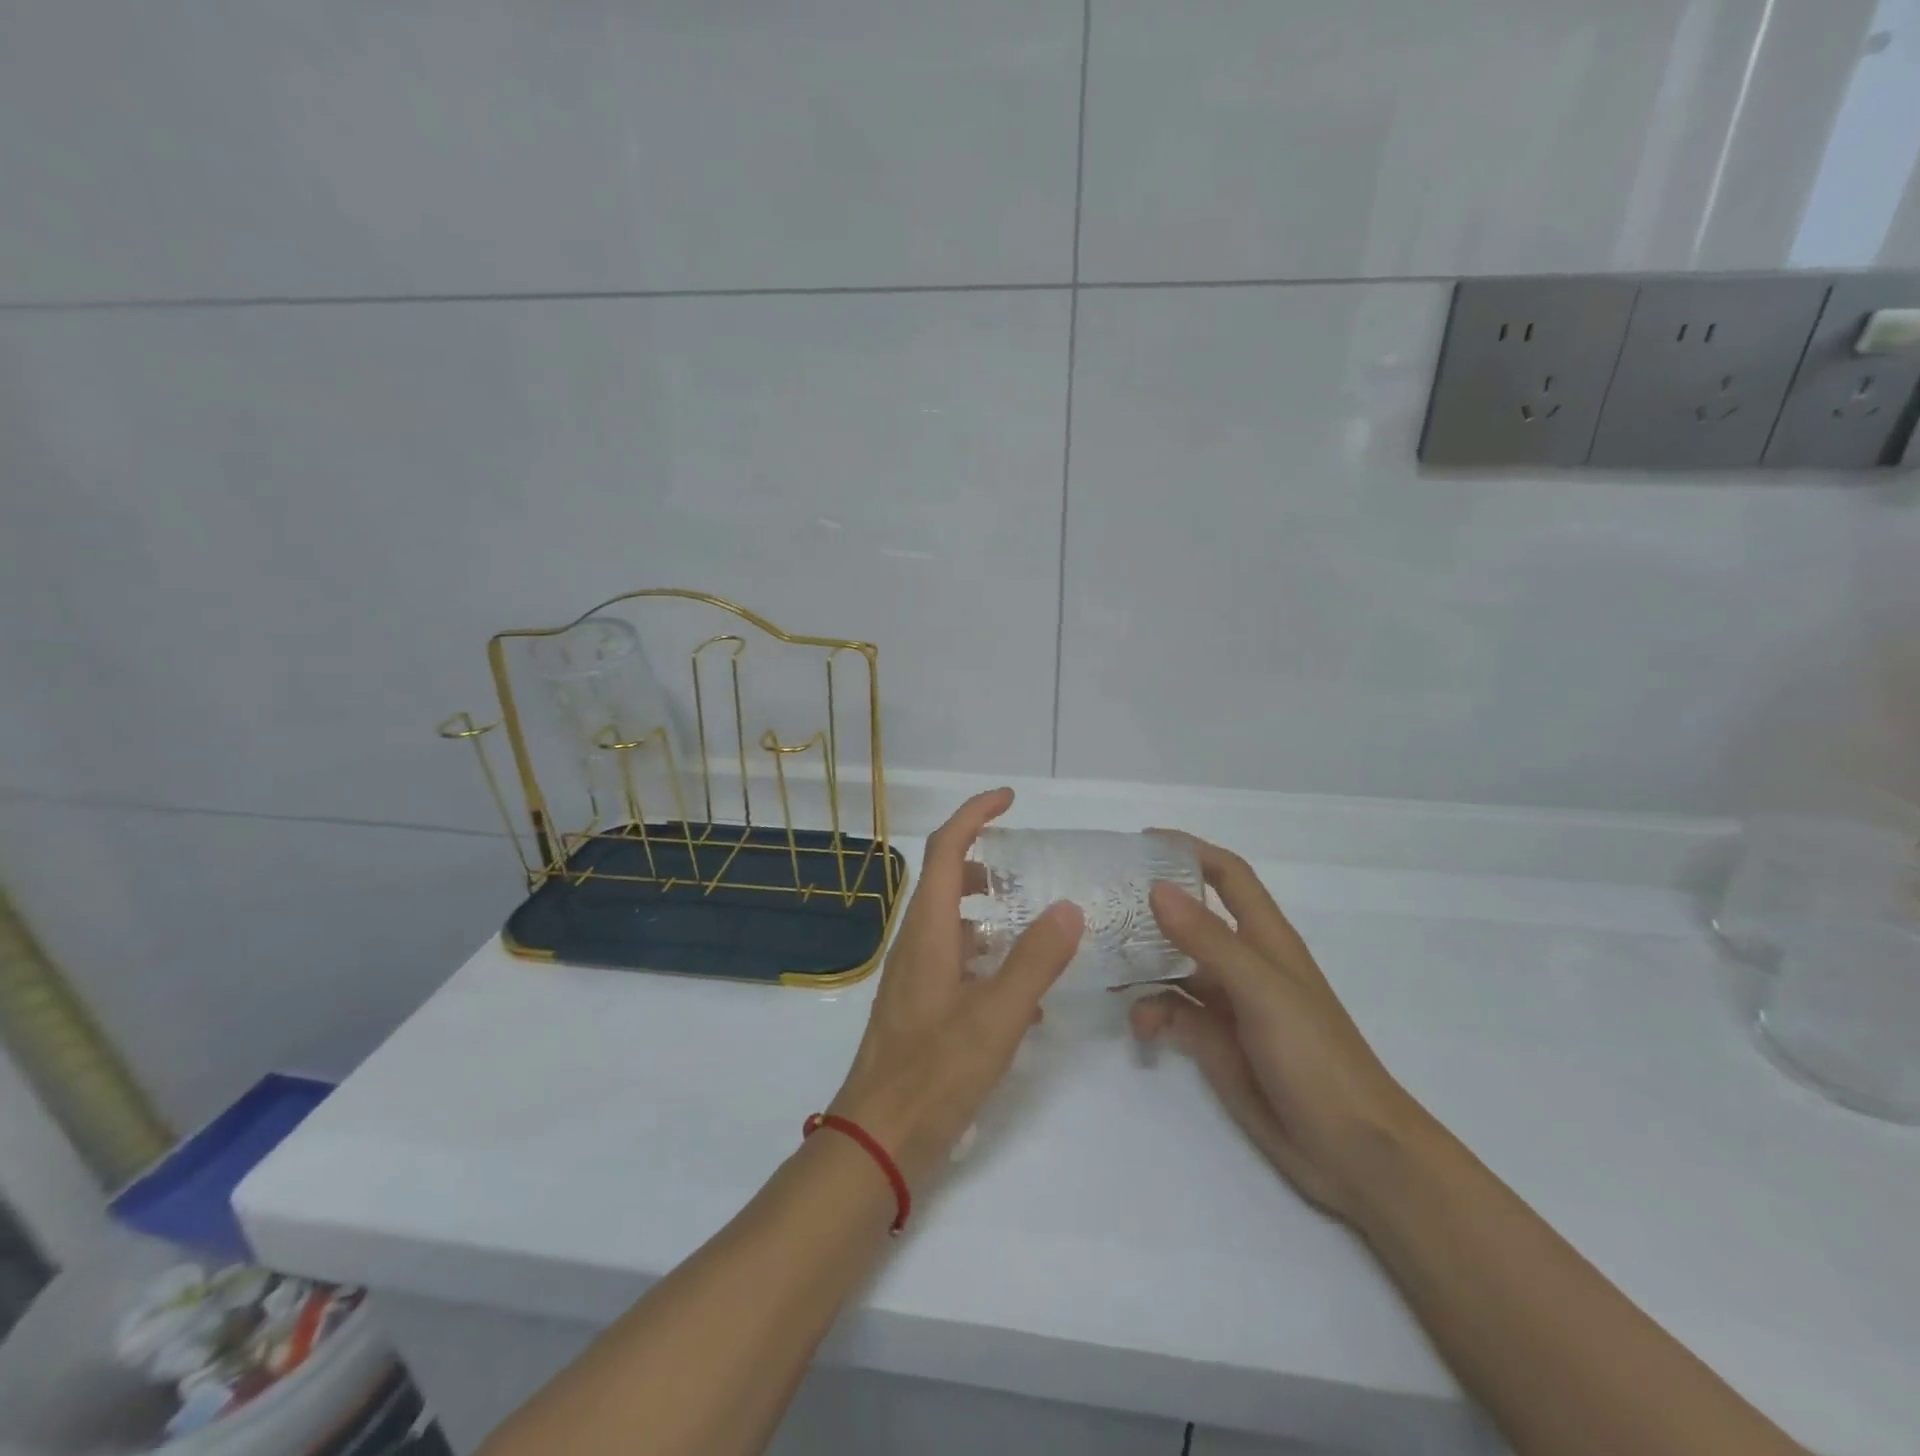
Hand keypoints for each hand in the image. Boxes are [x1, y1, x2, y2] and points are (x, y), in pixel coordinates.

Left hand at [830, 789, 1083, 1188]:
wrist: (878, 1141)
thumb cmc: (934, 1074)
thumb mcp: (997, 1016)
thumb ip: (1035, 960)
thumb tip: (1067, 906)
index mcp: (929, 930)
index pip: (947, 849)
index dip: (975, 815)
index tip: (1010, 799)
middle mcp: (916, 943)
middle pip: (949, 881)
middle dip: (989, 865)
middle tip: (1031, 870)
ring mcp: (915, 977)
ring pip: (955, 923)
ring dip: (992, 913)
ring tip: (1038, 928)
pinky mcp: (920, 1007)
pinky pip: (957, 962)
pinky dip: (989, 958)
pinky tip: (1025, 996)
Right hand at [1130, 835, 1428, 1222]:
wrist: (1352, 1151)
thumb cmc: (1316, 1057)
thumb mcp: (1261, 990)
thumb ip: (1208, 940)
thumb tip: (1156, 889)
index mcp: (1264, 938)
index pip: (1228, 875)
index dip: (1191, 851)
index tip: (1142, 843)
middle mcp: (1243, 963)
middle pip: (1190, 919)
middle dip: (1150, 909)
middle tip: (1101, 905)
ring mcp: (1228, 1004)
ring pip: (1173, 968)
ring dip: (1141, 965)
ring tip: (1102, 965)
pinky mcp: (1215, 1043)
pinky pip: (1172, 1014)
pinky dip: (1151, 1013)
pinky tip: (1139, 1027)